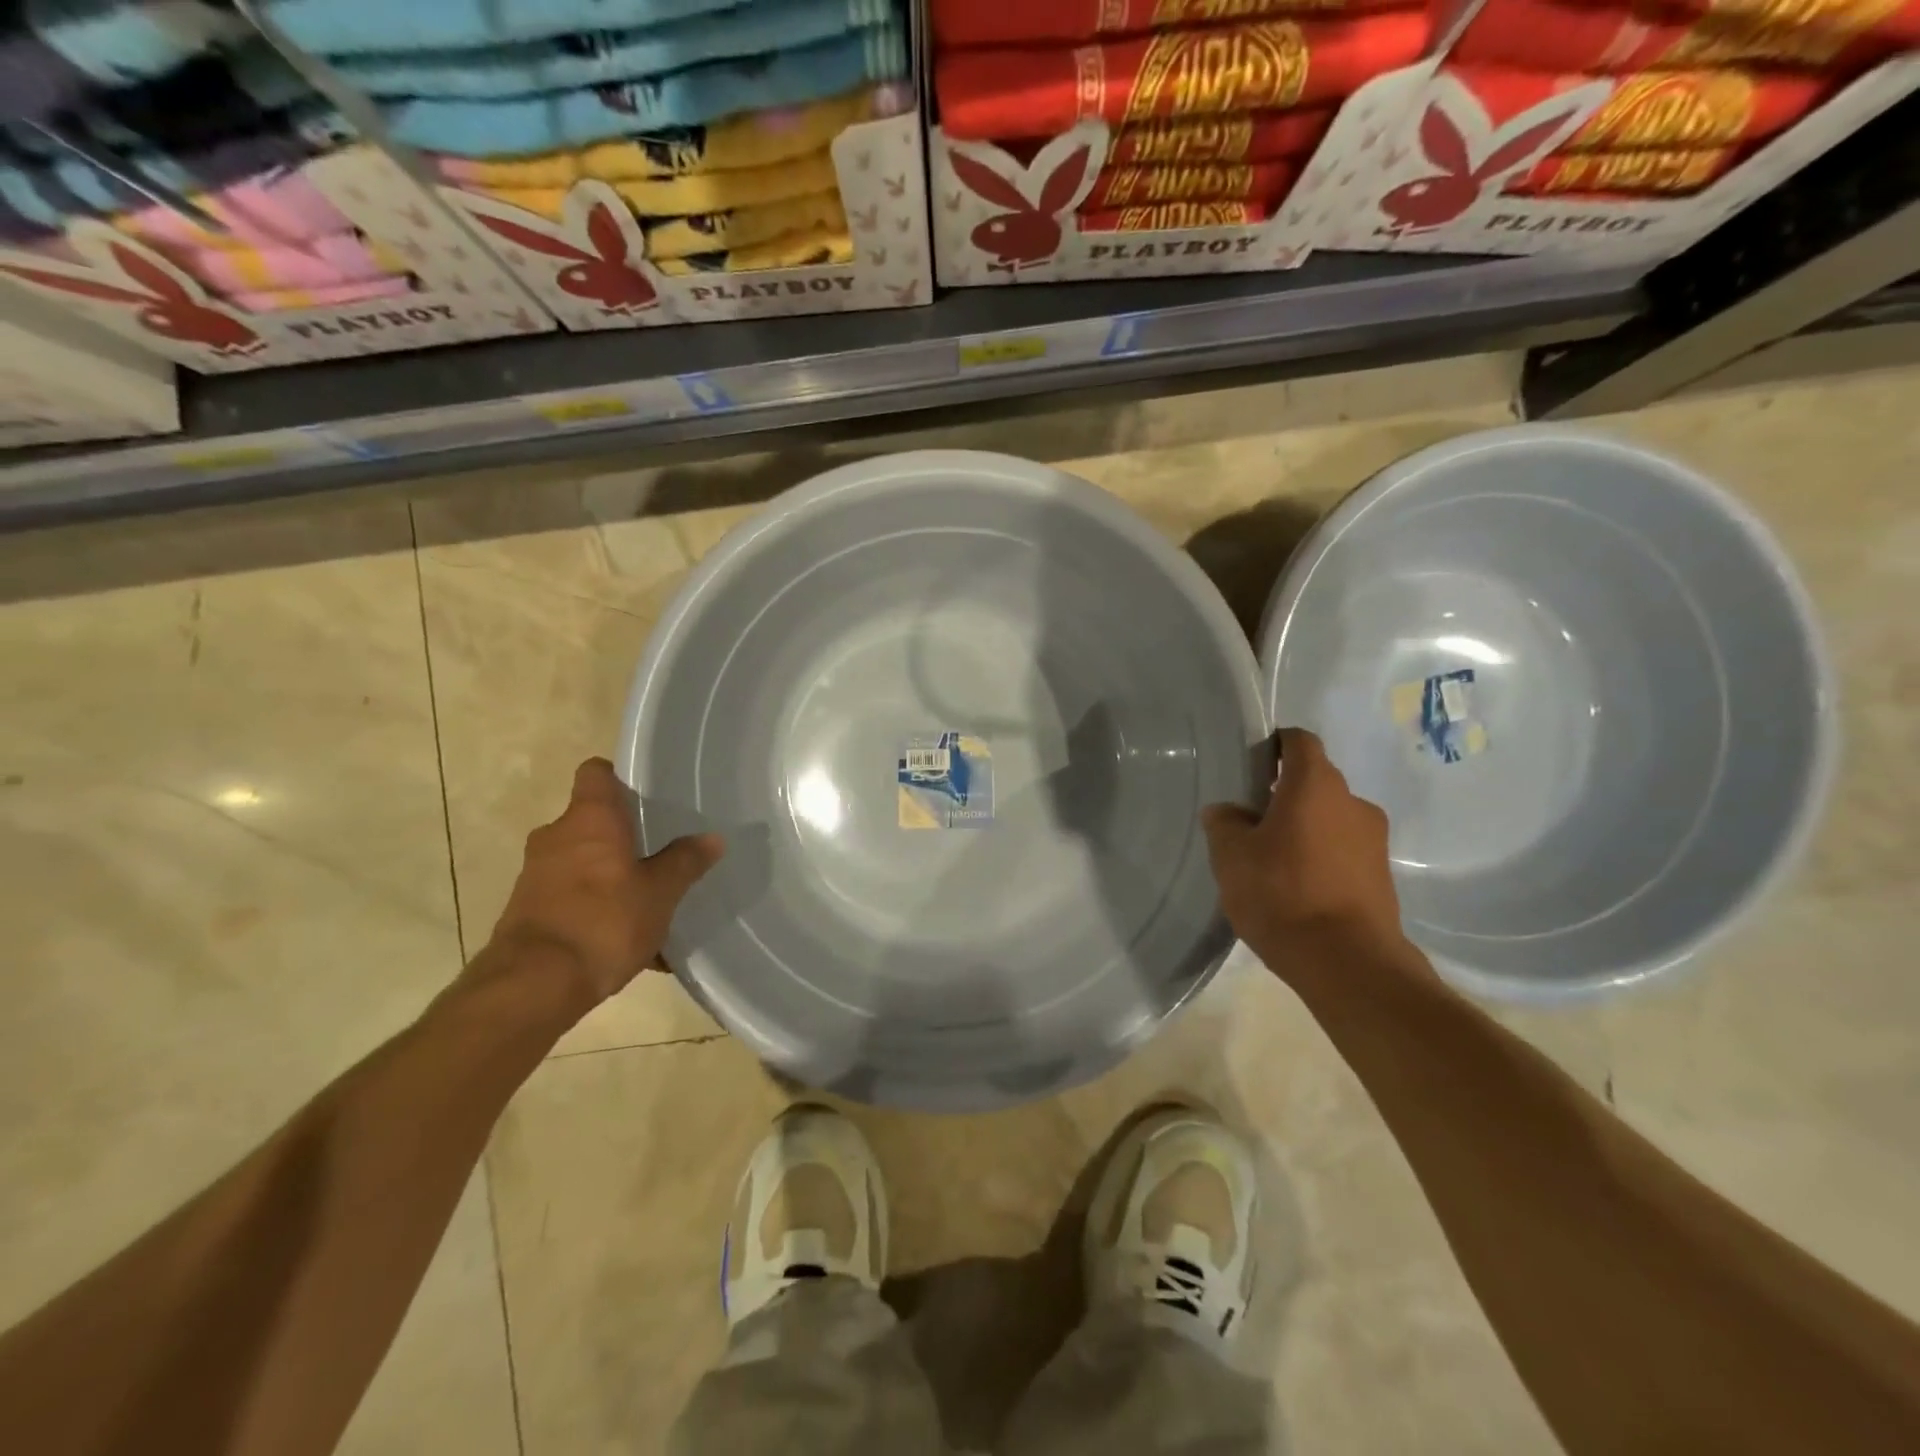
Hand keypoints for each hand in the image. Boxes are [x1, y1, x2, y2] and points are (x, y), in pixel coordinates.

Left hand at [485, 758, 722, 1015]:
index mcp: (589, 819)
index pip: (596, 772)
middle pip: (592, 820)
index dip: (620, 777)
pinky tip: (631, 942)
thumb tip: (712, 838)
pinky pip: (574, 898)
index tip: (647, 793)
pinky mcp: (529, 910)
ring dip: (612, 876)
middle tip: (661, 851)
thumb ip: (685, 862)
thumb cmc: (604, 921)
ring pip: (584, 862)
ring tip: (650, 902)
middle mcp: (557, 836)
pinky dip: (598, 909)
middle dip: (624, 835)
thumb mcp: (660, 892)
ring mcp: (537, 874)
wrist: (533, 986)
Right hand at [1201, 728, 1411, 980]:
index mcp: (1316, 785)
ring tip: (1272, 860)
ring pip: (1330, 819)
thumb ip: (1224, 823)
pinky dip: (1321, 857)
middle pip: (1316, 782)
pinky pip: (1344, 851)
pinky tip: (1297, 888)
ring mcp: (1374, 841)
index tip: (1252, 763)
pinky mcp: (1382, 876)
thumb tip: (1227, 811)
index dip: (1275, 744)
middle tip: (1251, 820)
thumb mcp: (1231, 856)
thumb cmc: (1282, 893)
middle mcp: (1353, 802)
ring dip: (1304, 828)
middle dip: (1285, 794)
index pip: (1299, 741)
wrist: (1347, 962)